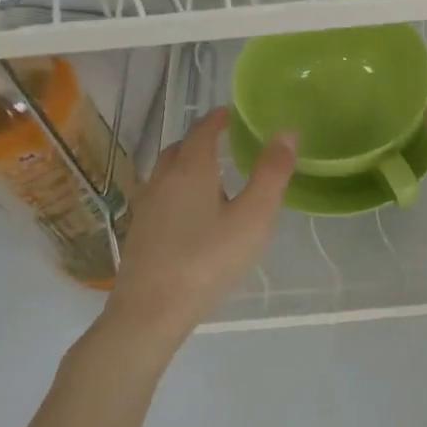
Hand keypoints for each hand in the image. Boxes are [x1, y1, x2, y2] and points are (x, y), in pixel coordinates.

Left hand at [103, 109, 294, 347]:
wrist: (149, 312)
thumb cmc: (208, 260)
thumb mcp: (253, 217)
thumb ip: (271, 173)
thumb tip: (287, 132)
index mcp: (191, 168)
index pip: (203, 130)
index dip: (219, 118)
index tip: (233, 114)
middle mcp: (163, 179)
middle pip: (180, 148)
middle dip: (202, 140)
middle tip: (227, 144)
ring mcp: (146, 206)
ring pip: (167, 173)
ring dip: (188, 165)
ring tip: (213, 178)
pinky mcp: (139, 232)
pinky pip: (161, 196)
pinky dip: (178, 190)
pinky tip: (192, 215)